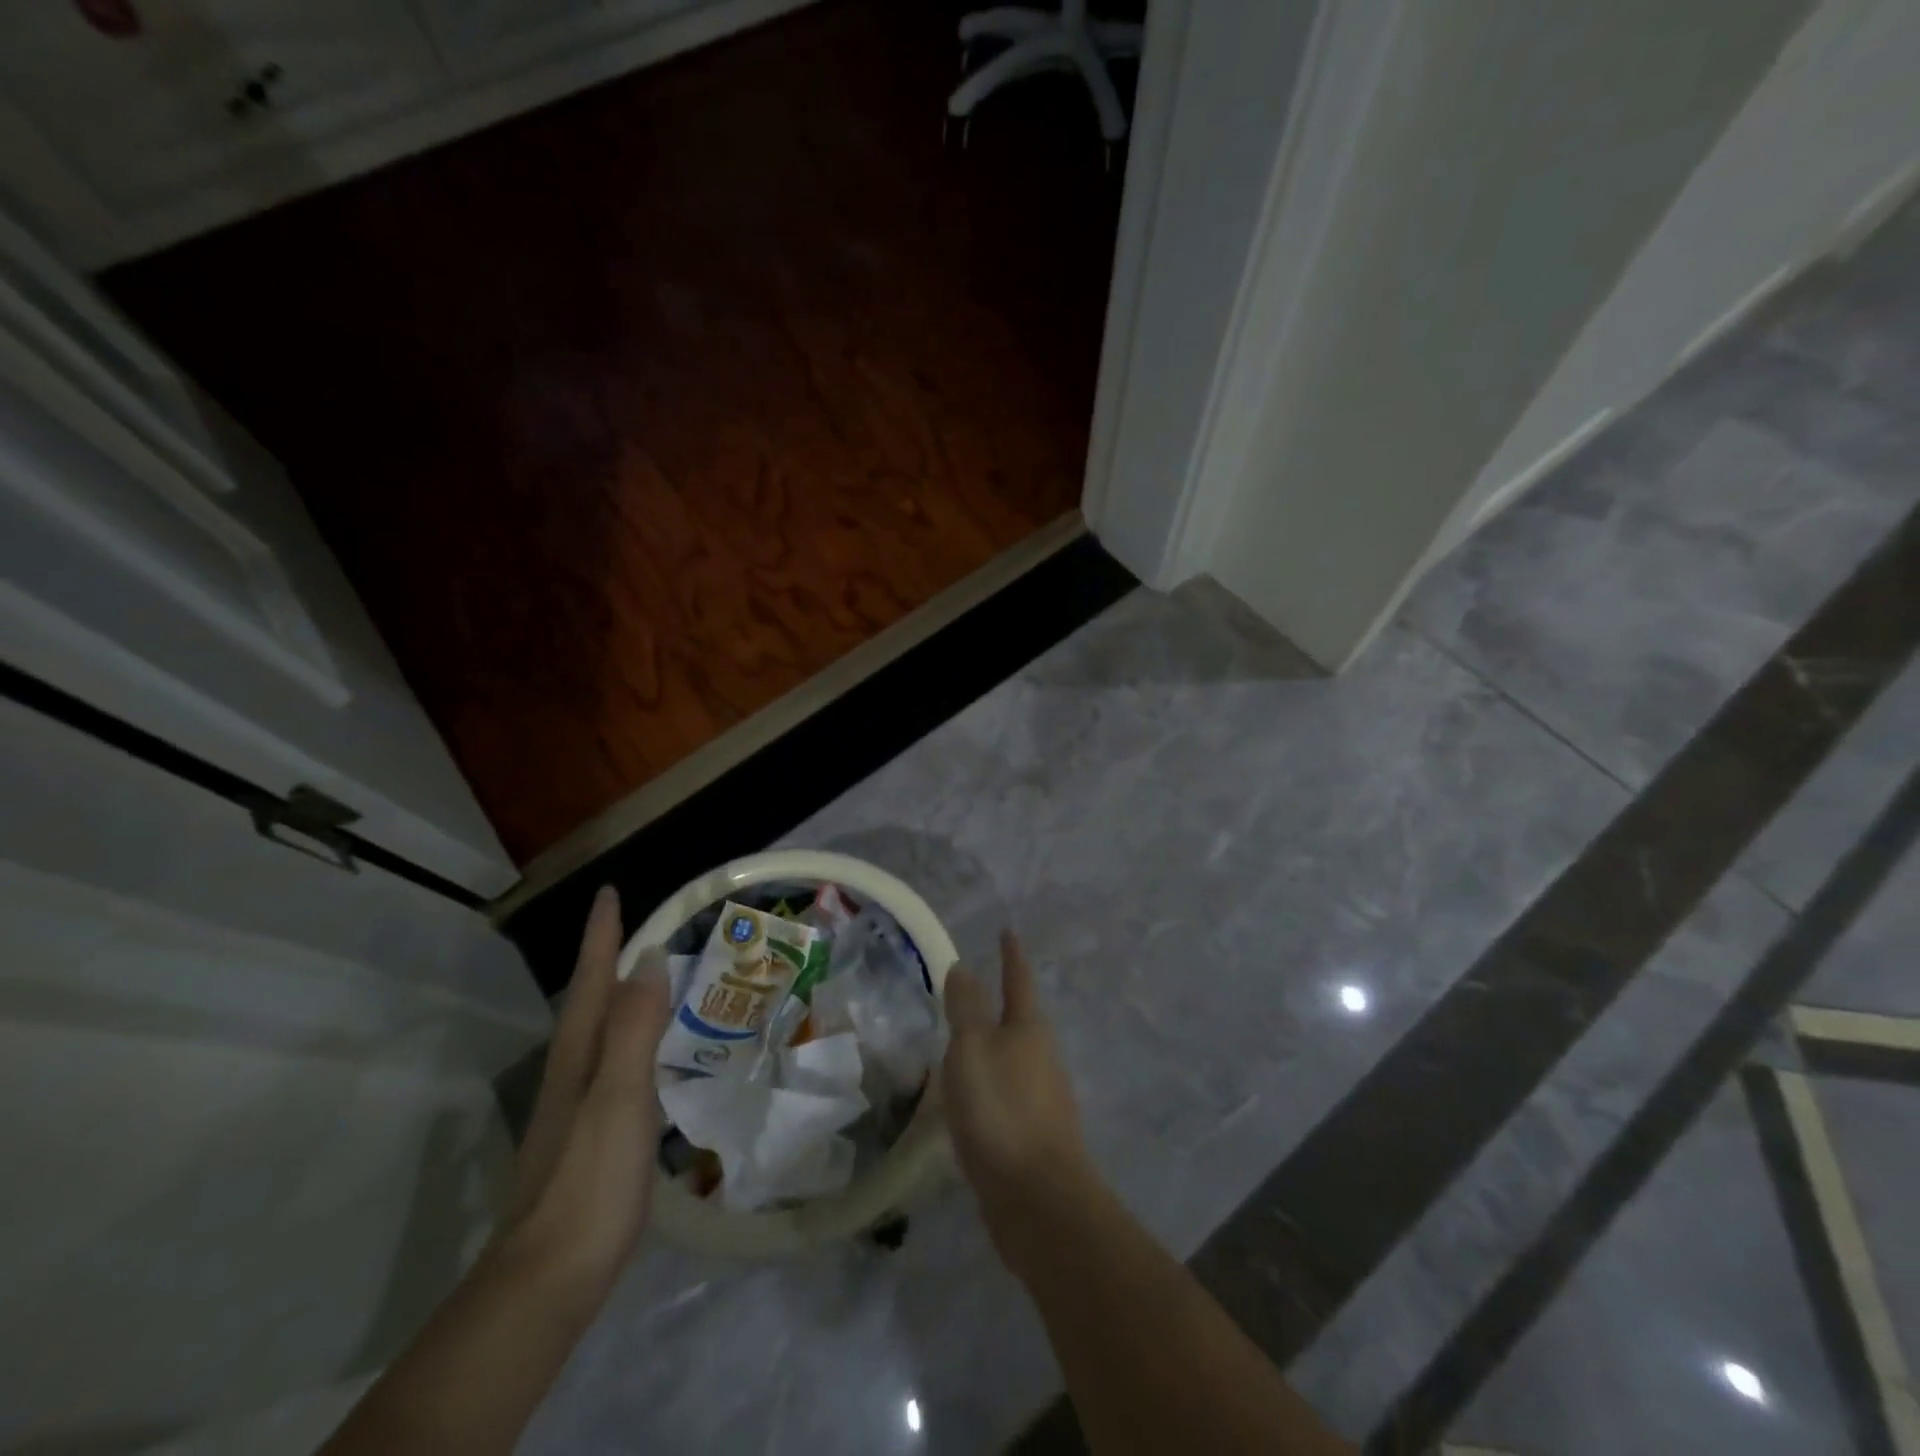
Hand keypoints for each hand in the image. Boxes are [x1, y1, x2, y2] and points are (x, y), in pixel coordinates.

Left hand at [495, 886, 671, 1296]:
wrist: (546, 1281)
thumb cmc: (589, 1181)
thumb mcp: (619, 1098)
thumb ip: (634, 1029)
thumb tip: (650, 958)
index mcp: (579, 1057)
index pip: (592, 982)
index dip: (601, 937)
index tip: (609, 892)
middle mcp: (572, 1074)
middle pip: (590, 1003)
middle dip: (609, 960)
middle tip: (642, 928)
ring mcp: (576, 1109)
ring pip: (601, 1035)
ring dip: (622, 999)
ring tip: (654, 980)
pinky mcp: (588, 1138)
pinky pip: (615, 1065)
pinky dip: (632, 1041)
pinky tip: (651, 1056)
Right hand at [942, 931, 1091, 1268]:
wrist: (1038, 1200)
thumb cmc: (1001, 1110)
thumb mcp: (972, 1048)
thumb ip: (965, 1007)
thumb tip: (963, 966)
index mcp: (1029, 1028)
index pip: (1018, 979)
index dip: (1010, 954)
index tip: (1007, 932)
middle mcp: (1041, 1057)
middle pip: (1019, 1019)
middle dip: (1000, 1003)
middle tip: (969, 991)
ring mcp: (1041, 1097)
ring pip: (1011, 1059)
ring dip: (991, 1047)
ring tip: (961, 1044)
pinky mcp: (1032, 1135)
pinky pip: (1005, 1095)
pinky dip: (987, 1086)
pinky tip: (969, 1101)